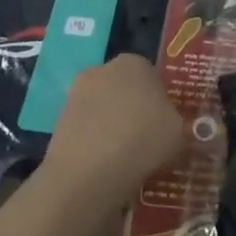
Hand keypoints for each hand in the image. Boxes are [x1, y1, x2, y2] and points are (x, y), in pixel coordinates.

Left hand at [41, 55, 183, 202]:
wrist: (89, 172)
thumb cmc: (142, 140)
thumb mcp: (177, 130)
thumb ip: (174, 120)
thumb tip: (168, 125)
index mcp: (135, 62)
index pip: (152, 75)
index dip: (159, 100)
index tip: (164, 123)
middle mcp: (103, 69)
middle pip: (124, 88)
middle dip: (133, 108)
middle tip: (145, 137)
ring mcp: (76, 95)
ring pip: (103, 109)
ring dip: (112, 125)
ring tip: (125, 156)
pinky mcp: (58, 121)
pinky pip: (87, 129)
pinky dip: (95, 142)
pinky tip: (105, 165)